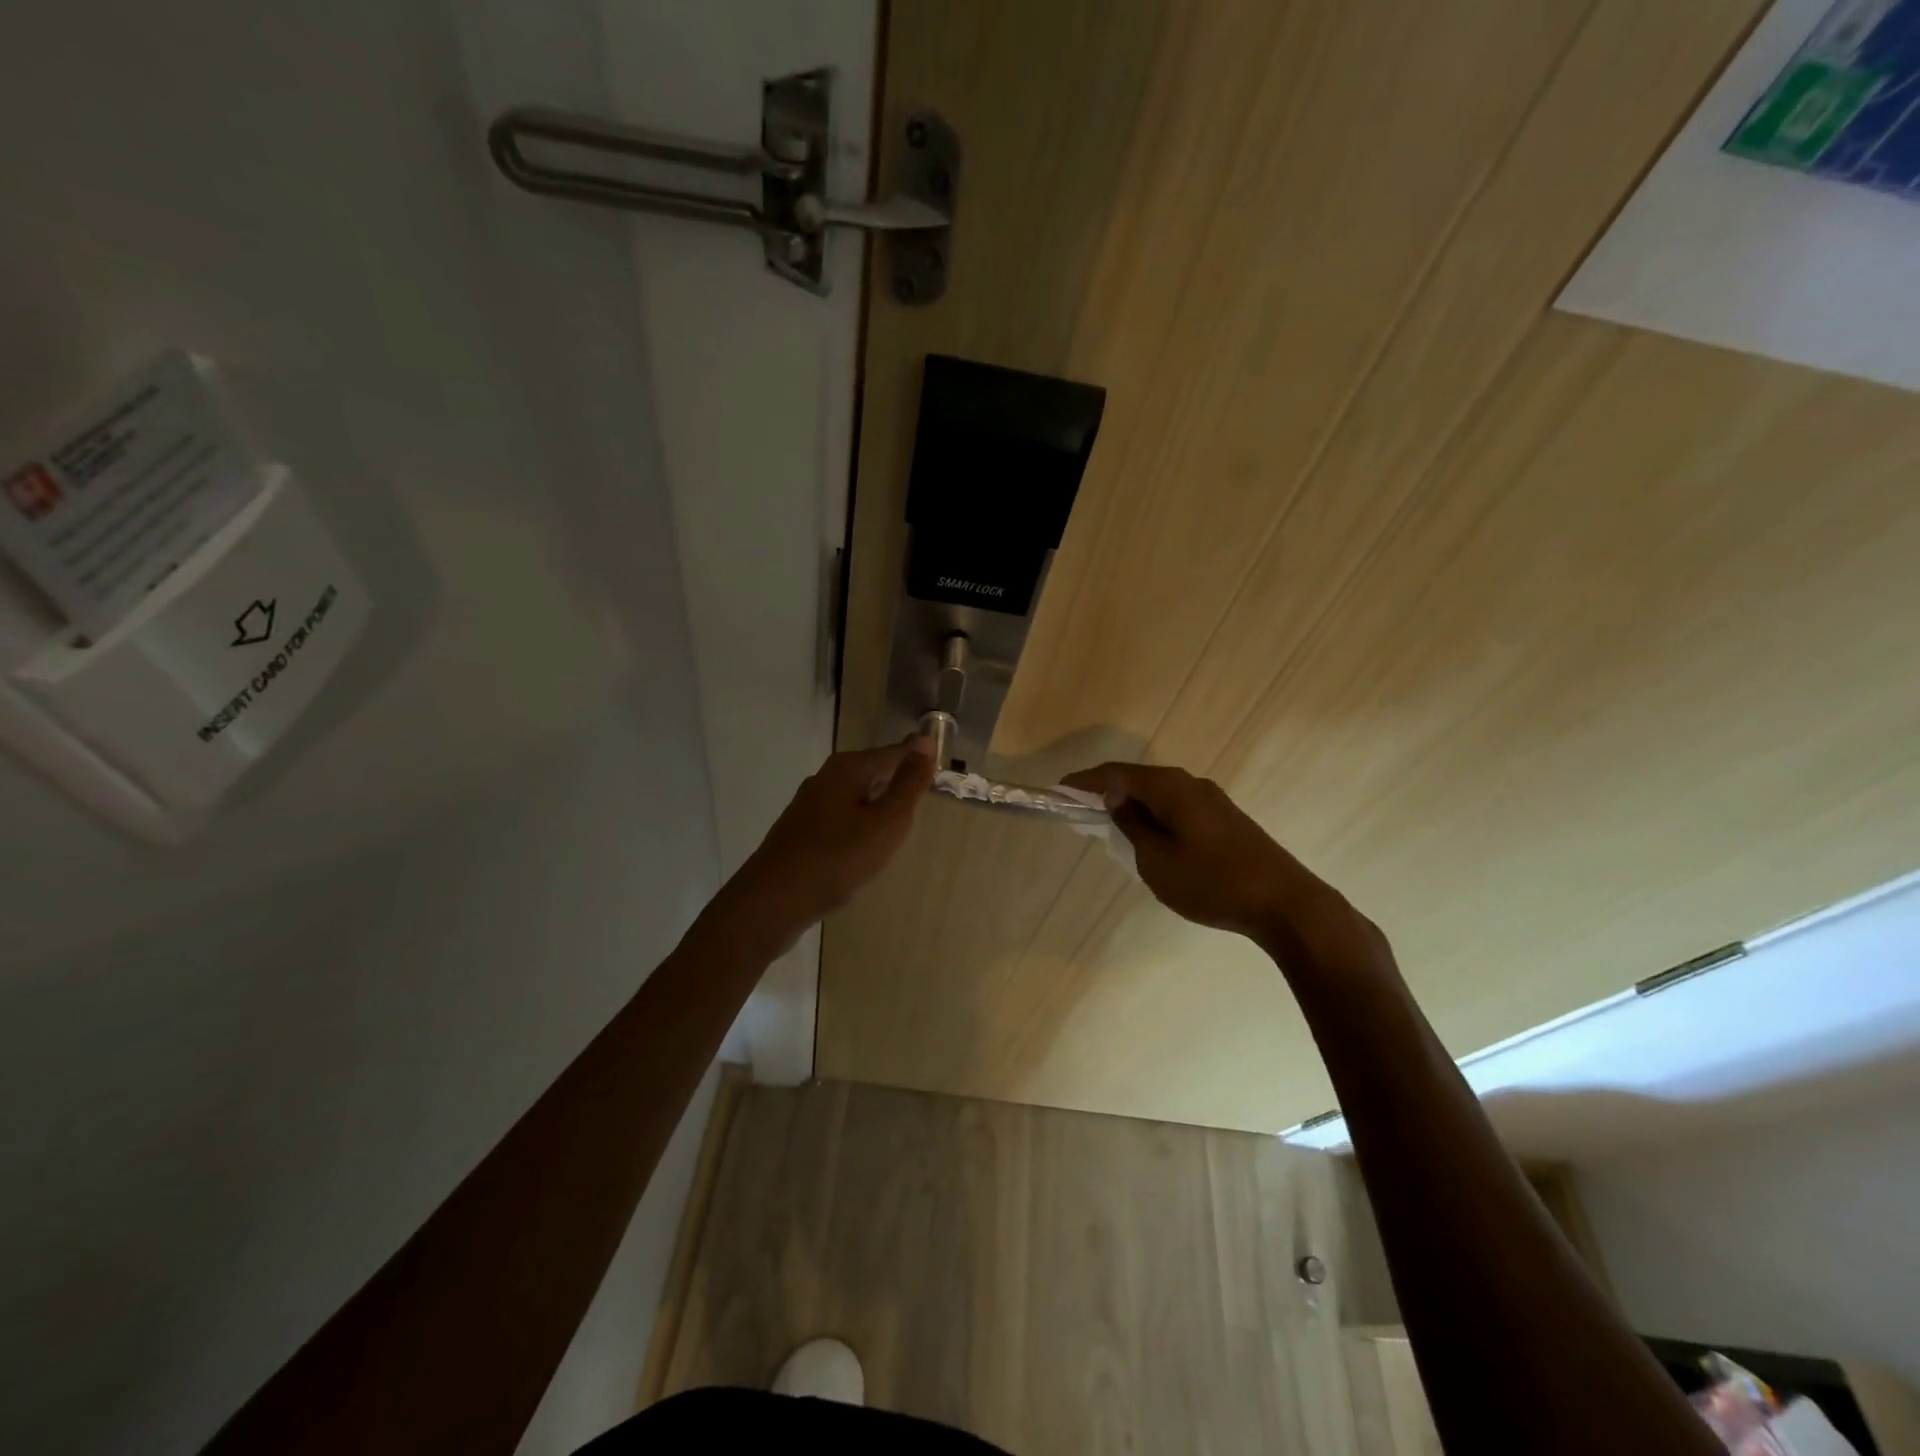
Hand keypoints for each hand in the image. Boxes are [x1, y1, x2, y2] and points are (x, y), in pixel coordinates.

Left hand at [733, 737, 937, 934]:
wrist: (773, 902)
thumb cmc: (838, 858)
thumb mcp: (886, 821)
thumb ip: (908, 783)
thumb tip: (925, 740)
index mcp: (848, 769)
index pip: (894, 753)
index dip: (918, 762)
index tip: (941, 773)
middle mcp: (825, 779)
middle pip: (872, 772)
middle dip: (897, 783)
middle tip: (925, 801)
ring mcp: (808, 807)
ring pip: (855, 798)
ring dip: (877, 808)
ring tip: (900, 828)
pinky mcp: (800, 833)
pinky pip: (840, 820)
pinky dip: (859, 828)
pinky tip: (864, 850)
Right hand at [1061, 761, 1386, 966]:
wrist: (1286, 904)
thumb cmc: (1213, 882)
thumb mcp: (1158, 860)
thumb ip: (1132, 826)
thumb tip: (1116, 800)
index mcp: (1171, 788)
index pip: (1117, 774)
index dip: (1086, 781)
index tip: (1059, 789)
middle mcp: (1192, 784)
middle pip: (1139, 779)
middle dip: (1108, 790)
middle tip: (1080, 806)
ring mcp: (1213, 801)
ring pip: (1160, 794)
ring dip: (1133, 804)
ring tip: (1109, 822)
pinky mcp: (1226, 819)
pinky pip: (1178, 807)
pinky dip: (1155, 815)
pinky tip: (1149, 835)